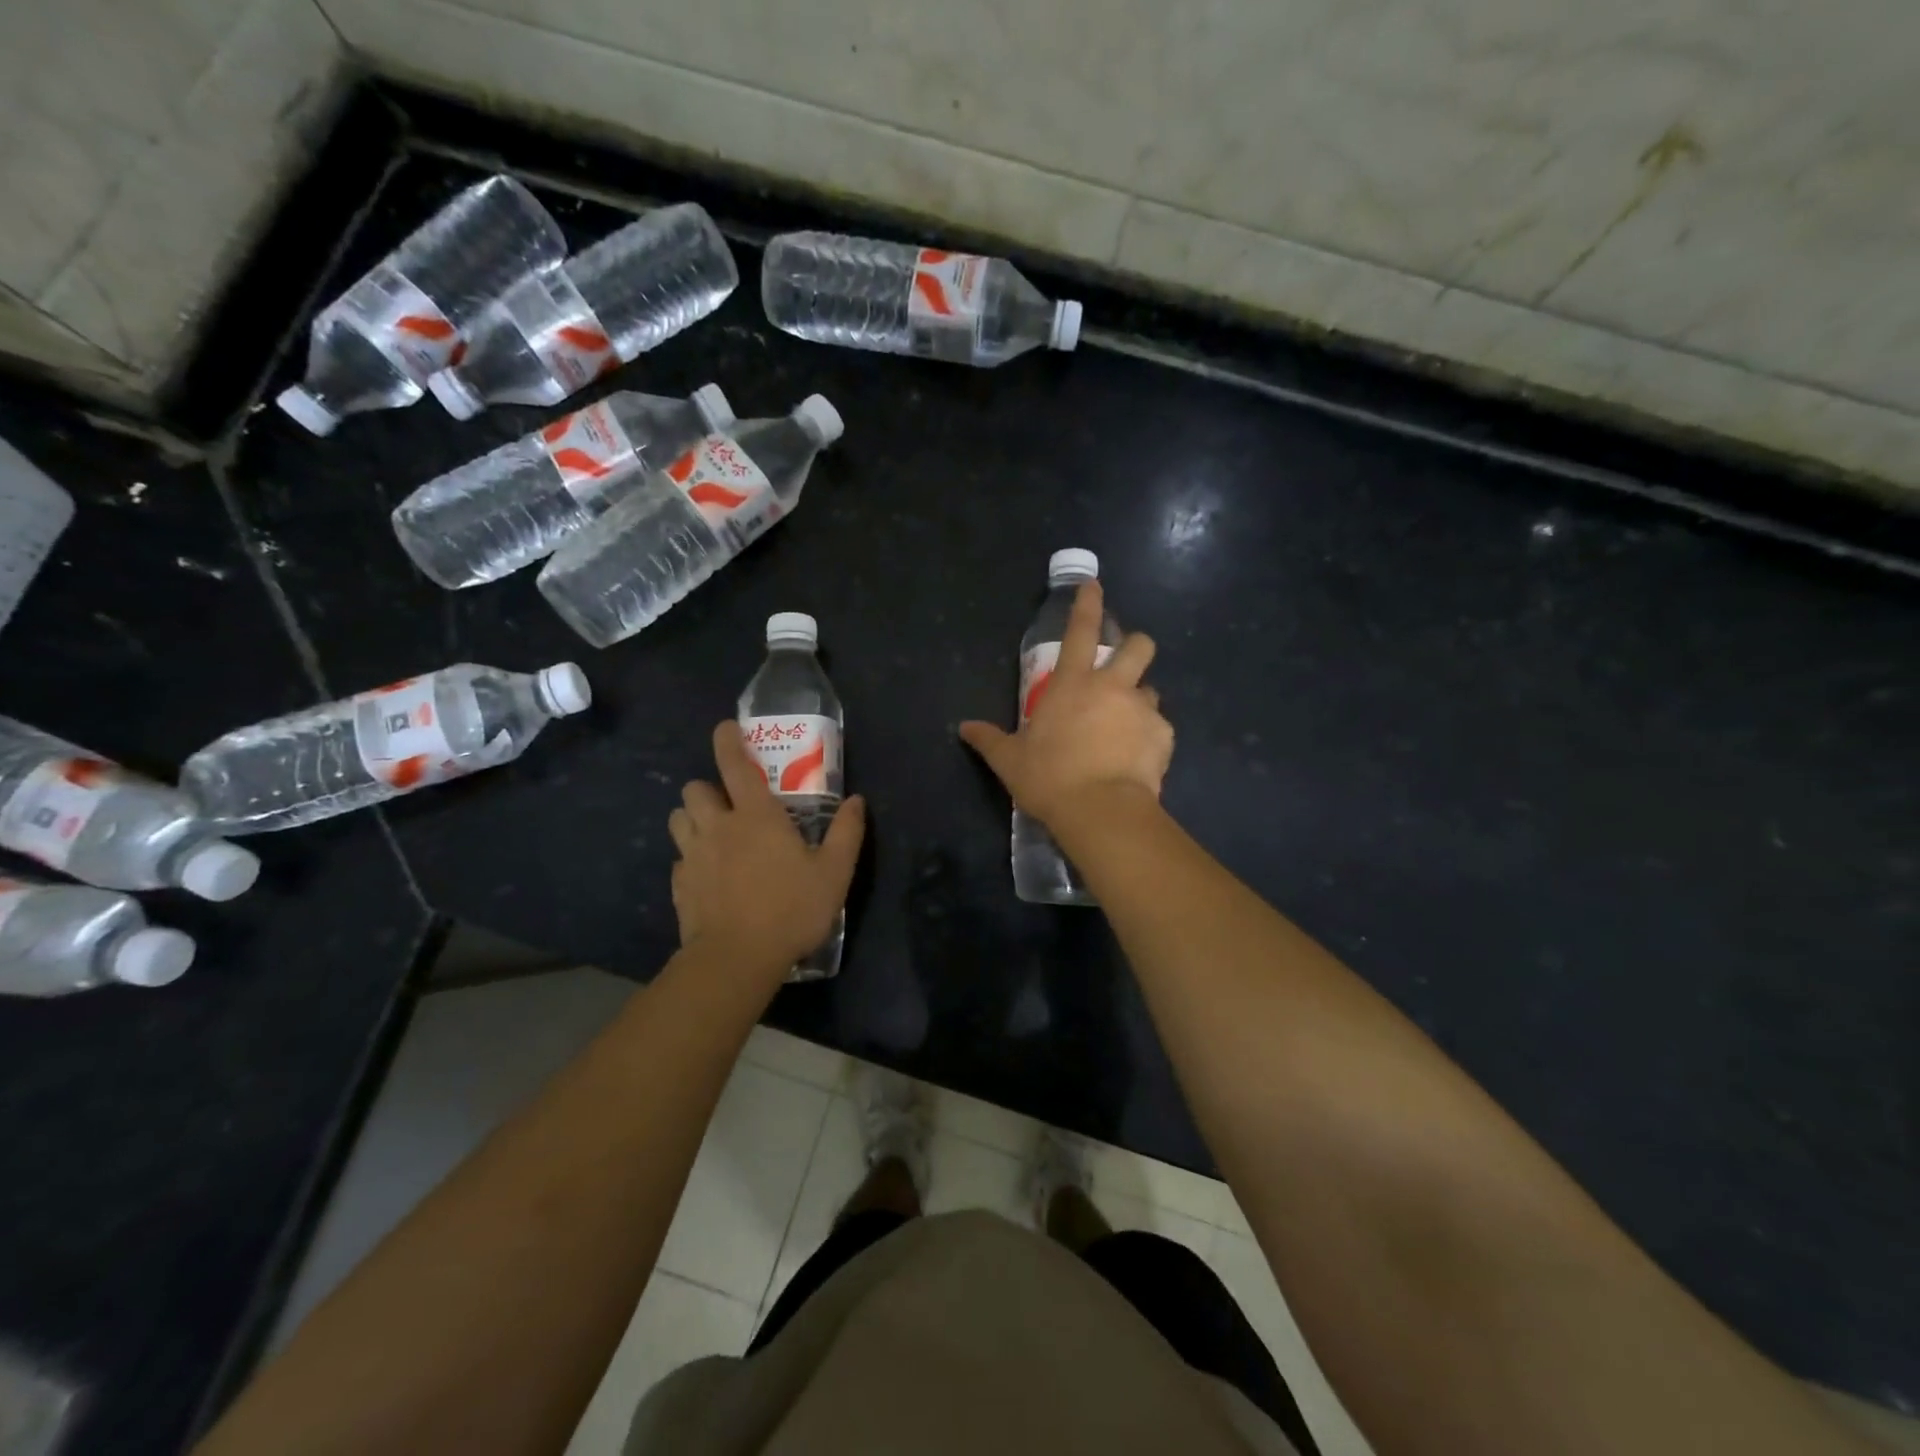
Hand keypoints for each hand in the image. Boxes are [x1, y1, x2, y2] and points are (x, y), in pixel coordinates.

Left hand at [669, 722, 864, 974]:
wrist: (736, 959)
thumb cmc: (791, 909)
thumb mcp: (834, 872)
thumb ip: (847, 833)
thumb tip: (856, 800)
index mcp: (755, 816)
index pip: (734, 764)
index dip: (727, 740)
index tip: (726, 728)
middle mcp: (718, 827)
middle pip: (695, 789)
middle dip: (708, 788)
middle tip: (730, 804)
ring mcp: (692, 857)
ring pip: (678, 819)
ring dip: (692, 818)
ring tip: (714, 834)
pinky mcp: (679, 886)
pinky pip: (679, 859)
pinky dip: (690, 858)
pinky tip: (709, 876)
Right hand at [960, 580, 1172, 826]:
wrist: (1101, 810)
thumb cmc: (1050, 778)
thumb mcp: (1010, 760)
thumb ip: (989, 739)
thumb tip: (964, 728)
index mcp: (1073, 684)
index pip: (1080, 630)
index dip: (1087, 604)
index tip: (1094, 585)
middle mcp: (1112, 687)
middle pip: (1139, 645)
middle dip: (1134, 646)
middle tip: (1123, 666)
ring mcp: (1142, 709)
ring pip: (1151, 689)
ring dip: (1139, 699)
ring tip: (1126, 726)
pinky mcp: (1164, 736)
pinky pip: (1160, 728)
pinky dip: (1150, 737)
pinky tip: (1138, 759)